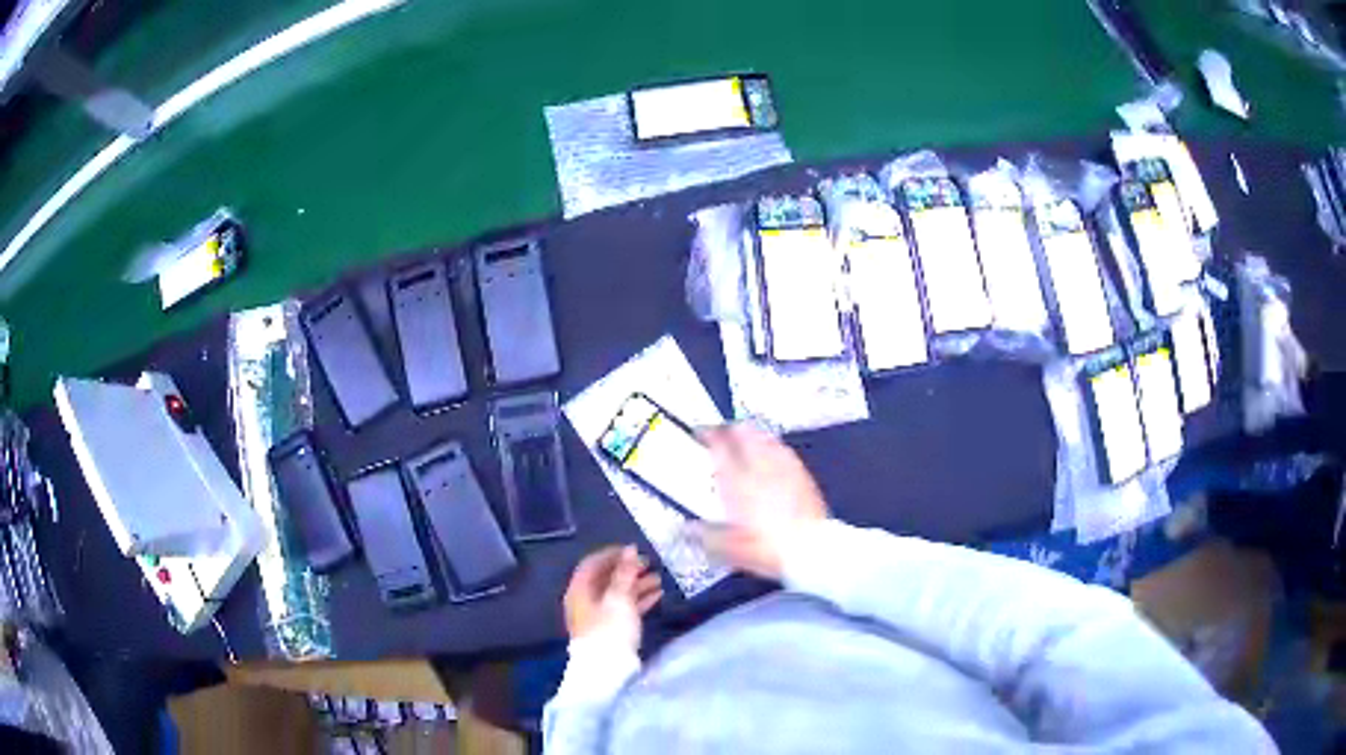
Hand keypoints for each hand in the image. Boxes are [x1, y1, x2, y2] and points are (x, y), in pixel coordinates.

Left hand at [564, 546, 662, 649]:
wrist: (607, 668)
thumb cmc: (610, 628)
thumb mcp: (619, 598)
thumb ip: (625, 573)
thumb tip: (630, 550)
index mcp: (580, 590)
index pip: (592, 563)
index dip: (612, 554)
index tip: (633, 550)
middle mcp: (585, 600)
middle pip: (606, 579)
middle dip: (628, 570)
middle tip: (649, 563)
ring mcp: (597, 616)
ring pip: (617, 594)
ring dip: (637, 585)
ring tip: (659, 579)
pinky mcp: (610, 629)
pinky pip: (624, 608)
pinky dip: (638, 600)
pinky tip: (657, 596)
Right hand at [696, 423, 829, 579]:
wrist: (809, 549)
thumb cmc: (766, 548)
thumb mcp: (726, 548)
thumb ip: (703, 535)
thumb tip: (685, 529)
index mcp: (736, 481)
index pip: (719, 445)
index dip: (708, 434)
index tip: (700, 432)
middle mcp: (759, 467)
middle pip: (743, 433)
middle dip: (730, 428)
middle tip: (722, 432)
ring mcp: (783, 468)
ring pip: (765, 437)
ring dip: (752, 434)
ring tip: (745, 437)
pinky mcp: (802, 474)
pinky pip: (784, 450)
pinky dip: (773, 447)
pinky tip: (773, 454)